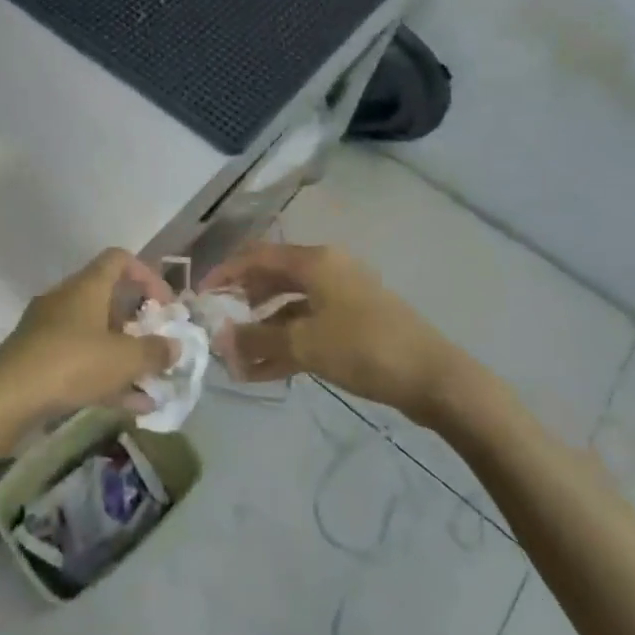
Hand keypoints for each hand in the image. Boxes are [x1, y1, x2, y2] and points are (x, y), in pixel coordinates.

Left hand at [0, 249, 180, 425]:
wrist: (7, 397)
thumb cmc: (71, 363)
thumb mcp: (123, 359)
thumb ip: (154, 351)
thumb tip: (174, 346)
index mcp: (87, 286)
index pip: (119, 260)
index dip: (147, 275)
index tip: (166, 304)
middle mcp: (67, 300)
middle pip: (108, 299)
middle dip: (137, 322)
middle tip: (158, 345)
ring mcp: (49, 329)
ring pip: (95, 334)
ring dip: (123, 355)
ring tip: (150, 382)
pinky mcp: (38, 359)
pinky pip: (80, 361)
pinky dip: (104, 377)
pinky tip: (129, 405)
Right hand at [203, 242, 476, 424]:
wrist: (434, 377)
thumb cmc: (364, 347)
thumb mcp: (304, 343)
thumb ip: (257, 340)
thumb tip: (217, 340)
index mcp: (315, 261)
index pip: (257, 256)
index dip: (225, 273)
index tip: (200, 296)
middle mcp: (326, 270)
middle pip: (271, 280)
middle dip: (241, 304)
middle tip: (216, 328)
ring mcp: (341, 298)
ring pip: (288, 308)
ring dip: (261, 332)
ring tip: (234, 359)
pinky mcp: (352, 324)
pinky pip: (307, 328)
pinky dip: (284, 346)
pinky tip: (261, 373)